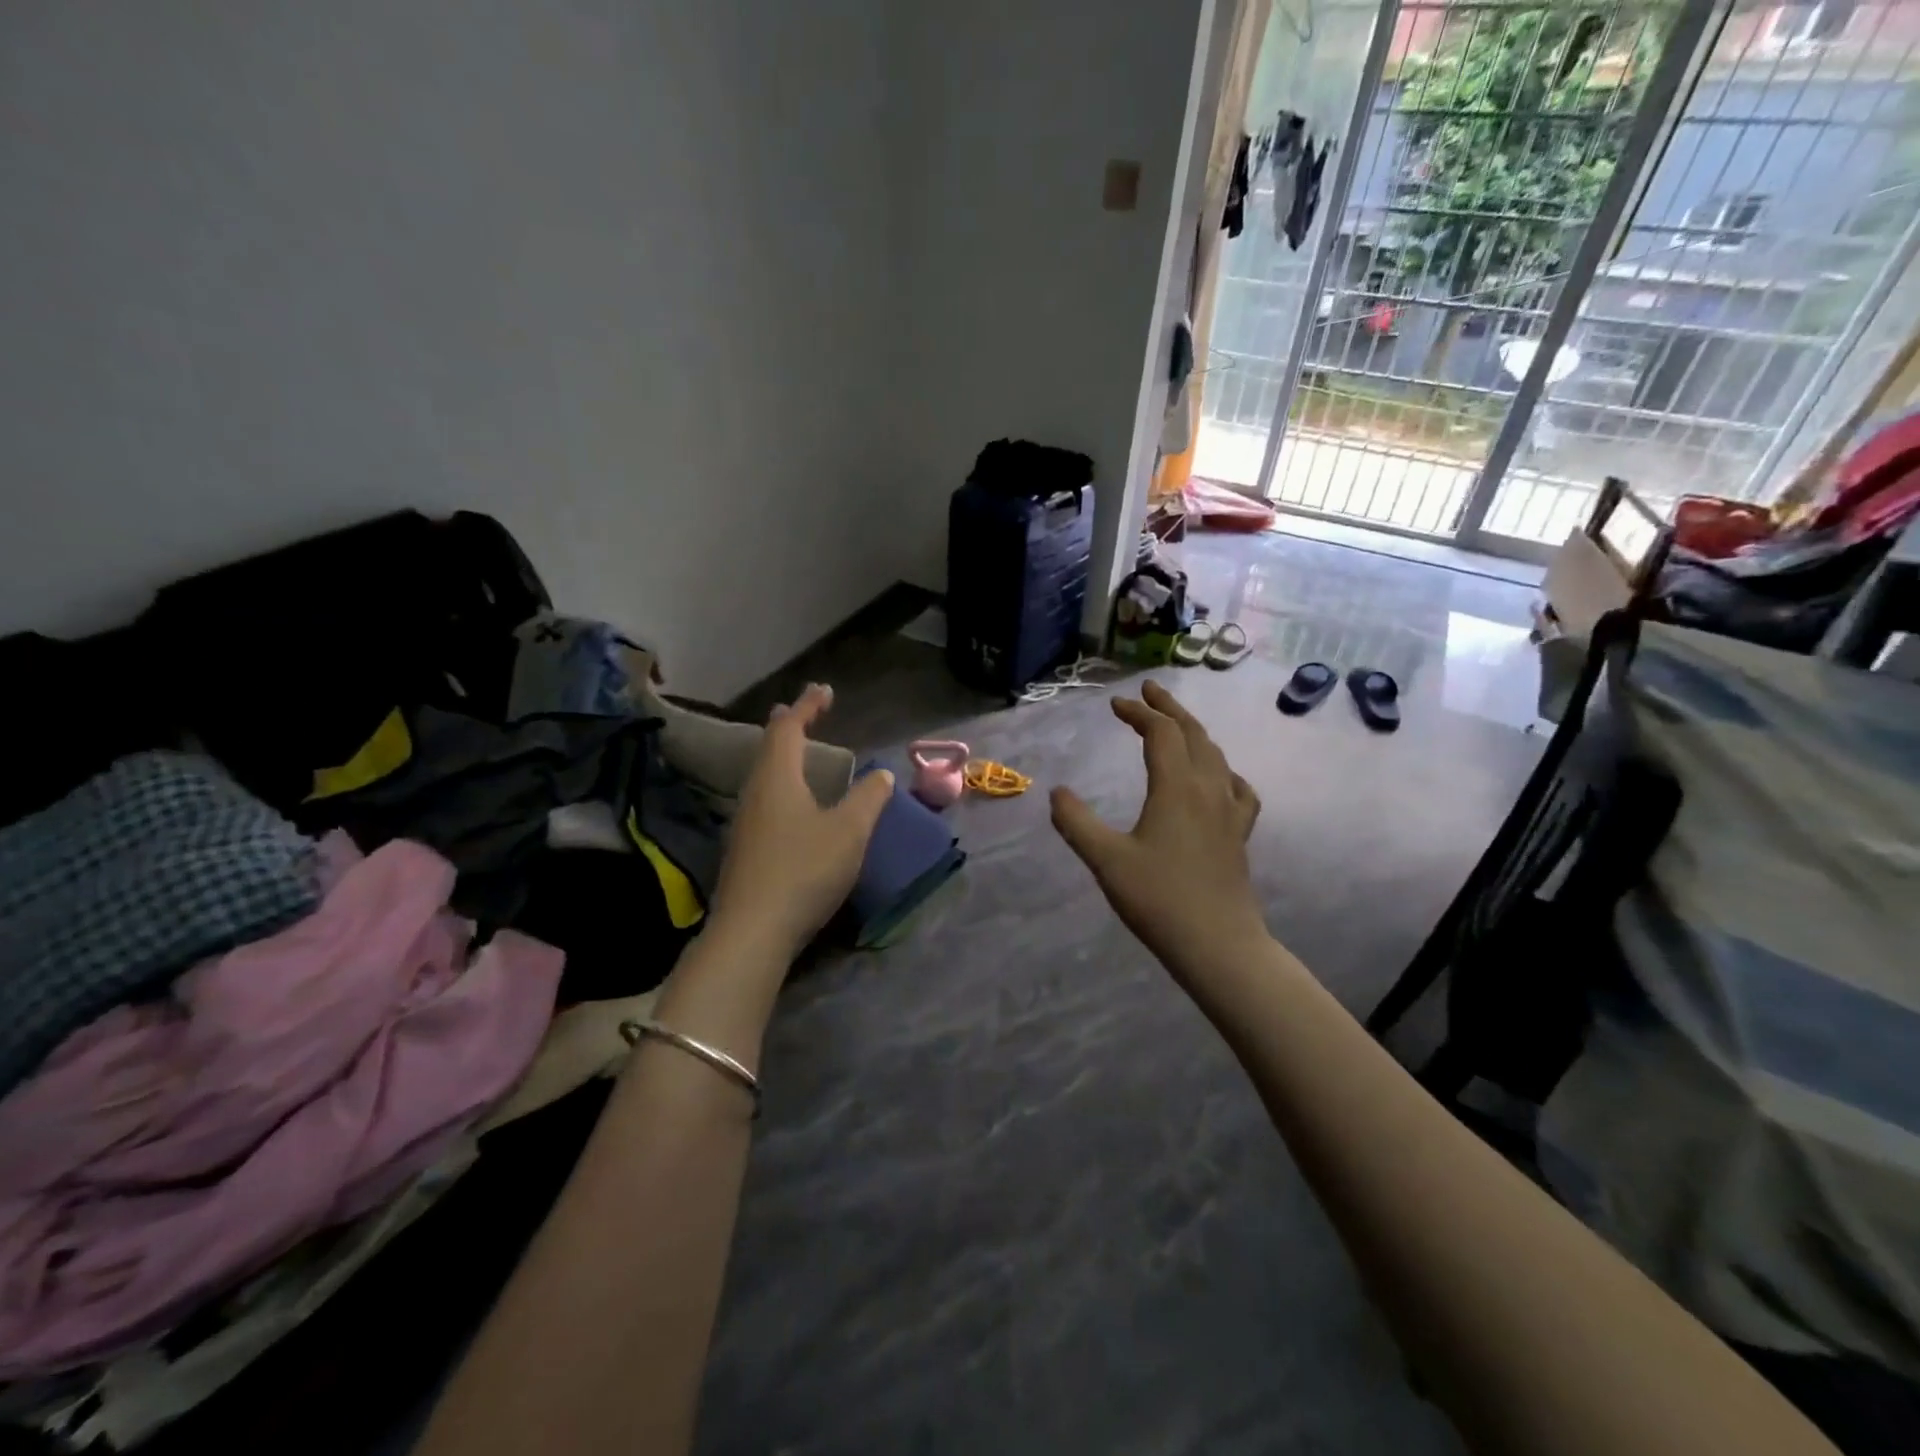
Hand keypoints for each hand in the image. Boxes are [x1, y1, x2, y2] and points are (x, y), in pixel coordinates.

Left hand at [707, 684, 893, 963]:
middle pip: (769, 748)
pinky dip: (782, 784)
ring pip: (764, 775)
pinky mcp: (745, 849)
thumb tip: (880, 773)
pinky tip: (793, 804)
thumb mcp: (849, 832)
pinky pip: (765, 799)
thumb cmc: (803, 870)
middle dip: (789, 726)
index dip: (807, 706)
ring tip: (800, 753)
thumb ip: (868, 798)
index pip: (788, 728)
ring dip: (783, 757)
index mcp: (777, 778)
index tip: (824, 690)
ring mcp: (745, 822)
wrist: (752, 931)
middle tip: (806, 713)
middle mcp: (755, 793)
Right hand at [1050, 680, 1266, 985]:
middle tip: (1148, 691)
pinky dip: (1222, 769)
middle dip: (1169, 708)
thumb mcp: (1105, 860)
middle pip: (1193, 734)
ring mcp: (1230, 811)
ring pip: (1216, 756)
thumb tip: (1057, 792)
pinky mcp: (1240, 834)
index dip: (1138, 712)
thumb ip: (1076, 822)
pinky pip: (1237, 787)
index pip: (1160, 733)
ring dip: (1194, 732)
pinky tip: (1218, 779)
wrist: (1218, 944)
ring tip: (1176, 726)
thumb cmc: (1159, 899)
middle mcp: (1208, 789)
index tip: (1115, 705)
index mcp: (1176, 788)